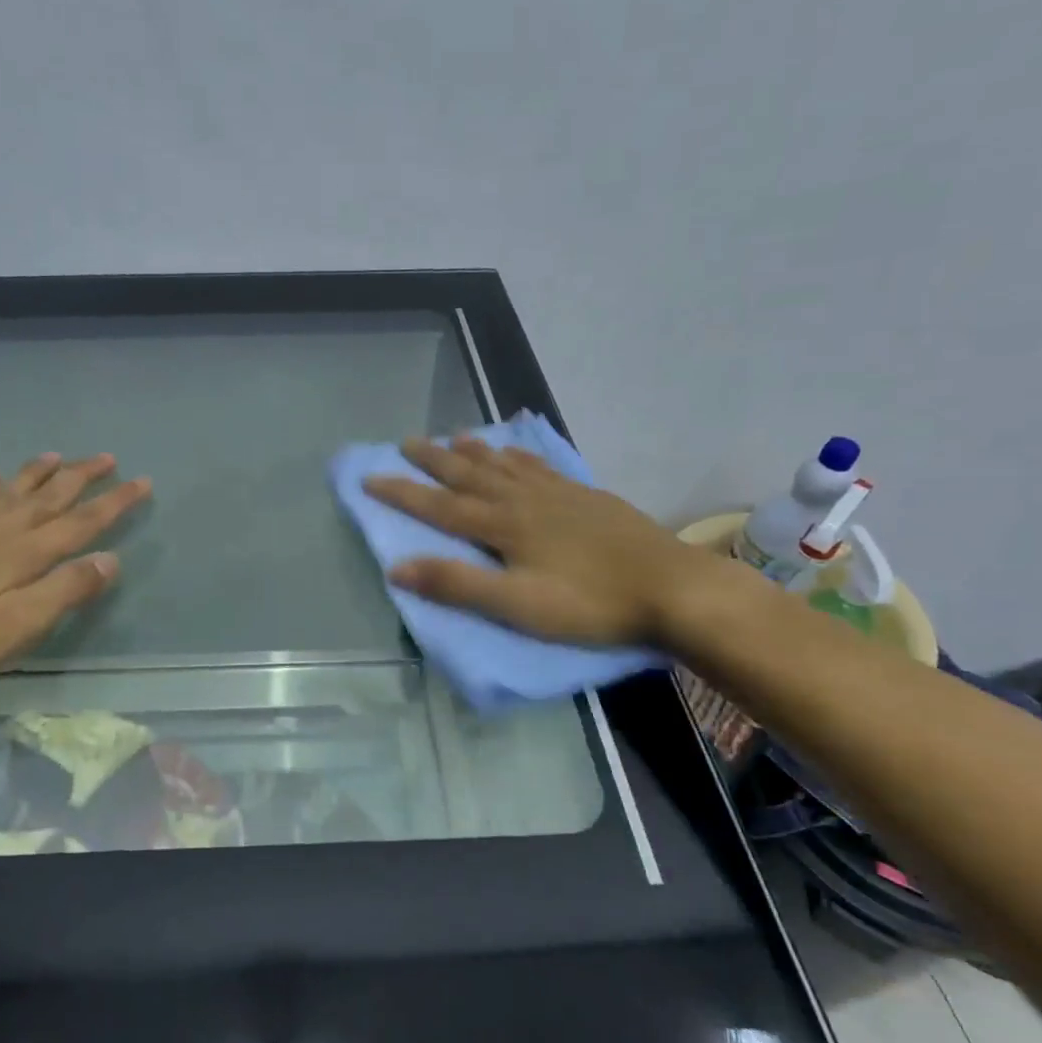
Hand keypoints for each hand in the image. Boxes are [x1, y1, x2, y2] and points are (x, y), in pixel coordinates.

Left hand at [0, 453, 150, 687]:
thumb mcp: (17, 626)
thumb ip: (65, 591)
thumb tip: (110, 559)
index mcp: (26, 554)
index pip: (82, 522)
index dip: (115, 502)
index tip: (143, 481)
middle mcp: (1, 531)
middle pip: (50, 497)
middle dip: (83, 477)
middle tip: (108, 457)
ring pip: (11, 492)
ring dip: (38, 473)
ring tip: (58, 455)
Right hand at [362, 437, 720, 646]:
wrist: (671, 588)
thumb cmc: (590, 604)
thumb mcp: (518, 605)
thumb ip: (458, 584)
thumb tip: (397, 567)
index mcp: (504, 526)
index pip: (440, 506)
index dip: (403, 493)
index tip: (369, 478)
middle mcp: (525, 500)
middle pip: (470, 475)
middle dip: (434, 460)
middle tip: (406, 441)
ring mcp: (558, 495)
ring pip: (504, 465)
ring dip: (474, 451)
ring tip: (454, 437)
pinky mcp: (586, 497)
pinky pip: (540, 467)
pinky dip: (518, 456)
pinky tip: (516, 453)